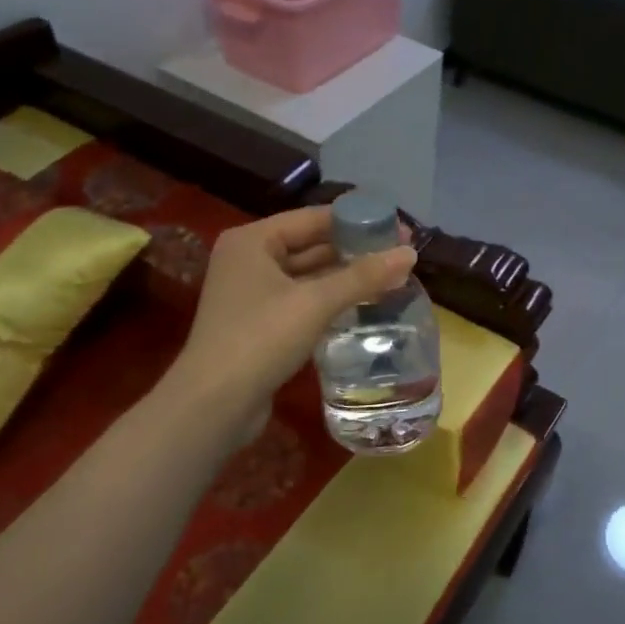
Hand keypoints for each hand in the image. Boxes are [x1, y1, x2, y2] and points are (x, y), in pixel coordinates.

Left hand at [172, 206, 416, 424]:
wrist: (214, 405)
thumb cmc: (260, 339)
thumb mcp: (315, 303)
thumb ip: (363, 276)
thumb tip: (410, 253)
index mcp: (253, 241)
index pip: (313, 218)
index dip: (358, 221)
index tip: (398, 229)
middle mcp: (249, 260)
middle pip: (311, 245)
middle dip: (355, 251)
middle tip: (401, 256)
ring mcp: (252, 294)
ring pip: (309, 276)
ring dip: (346, 278)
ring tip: (391, 278)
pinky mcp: (260, 324)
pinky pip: (303, 301)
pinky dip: (331, 300)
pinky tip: (363, 306)